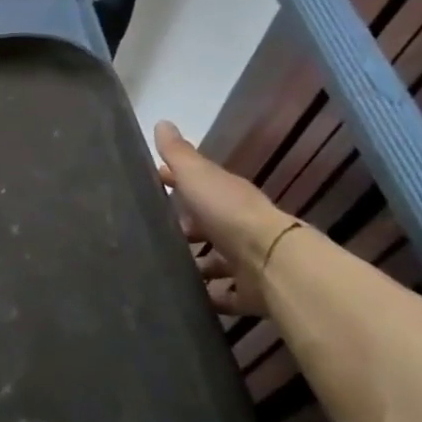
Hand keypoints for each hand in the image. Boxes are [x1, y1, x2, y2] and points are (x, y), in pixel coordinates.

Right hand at [152, 121, 294, 317]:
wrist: (270, 261)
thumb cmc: (228, 213)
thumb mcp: (197, 176)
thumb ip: (178, 154)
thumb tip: (162, 122)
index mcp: (227, 196)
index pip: (198, 185)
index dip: (175, 183)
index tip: (152, 184)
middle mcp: (238, 226)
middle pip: (207, 226)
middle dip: (183, 229)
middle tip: (151, 237)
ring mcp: (246, 261)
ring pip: (215, 262)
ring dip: (195, 266)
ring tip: (163, 271)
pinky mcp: (249, 292)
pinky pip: (224, 294)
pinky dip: (209, 296)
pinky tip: (186, 299)